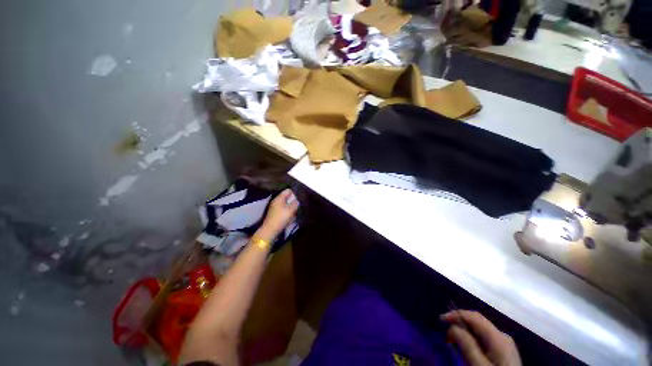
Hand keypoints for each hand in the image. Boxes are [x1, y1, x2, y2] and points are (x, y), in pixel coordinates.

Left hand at [259, 189, 298, 239]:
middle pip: (287, 198)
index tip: (300, 197)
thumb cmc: (281, 218)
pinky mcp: (275, 214)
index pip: (288, 191)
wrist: (270, 231)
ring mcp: (275, 208)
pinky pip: (284, 211)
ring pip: (286, 205)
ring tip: (296, 212)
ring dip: (291, 208)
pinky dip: (288, 213)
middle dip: (293, 201)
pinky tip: (291, 218)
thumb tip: (298, 200)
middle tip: (299, 205)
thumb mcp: (291, 210)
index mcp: (279, 198)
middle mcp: (276, 201)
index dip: (295, 193)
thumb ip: (296, 203)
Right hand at [441, 310, 521, 365]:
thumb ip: (466, 344)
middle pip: (477, 322)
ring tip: (454, 344)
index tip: (440, 320)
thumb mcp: (478, 365)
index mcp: (497, 336)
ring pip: (480, 331)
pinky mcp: (504, 352)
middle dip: (459, 324)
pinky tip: (468, 350)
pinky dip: (473, 341)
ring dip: (465, 334)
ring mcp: (505, 344)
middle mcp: (502, 336)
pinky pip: (485, 340)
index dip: (455, 314)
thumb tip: (453, 326)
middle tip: (446, 335)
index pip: (473, 316)